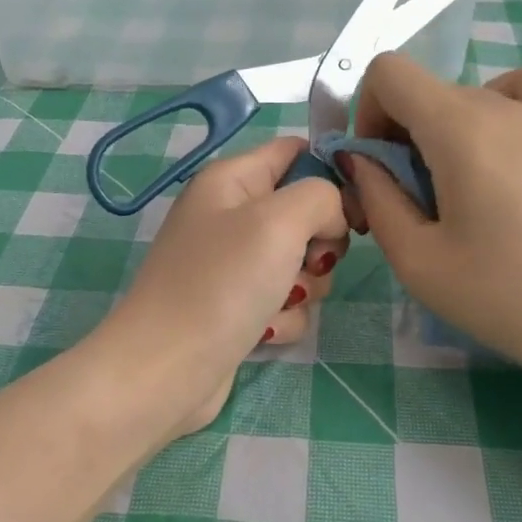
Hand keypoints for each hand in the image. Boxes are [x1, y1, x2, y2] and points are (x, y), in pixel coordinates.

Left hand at [101, 137, 348, 436]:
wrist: (167, 370)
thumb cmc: (221, 283)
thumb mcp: (278, 221)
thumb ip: (321, 196)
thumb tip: (332, 217)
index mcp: (231, 180)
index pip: (295, 152)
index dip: (331, 174)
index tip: (354, 210)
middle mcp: (230, 216)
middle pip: (305, 212)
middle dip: (319, 243)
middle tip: (308, 262)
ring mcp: (233, 265)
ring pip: (302, 263)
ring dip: (303, 287)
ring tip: (278, 302)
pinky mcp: (238, 307)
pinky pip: (285, 302)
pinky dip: (283, 317)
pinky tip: (262, 332)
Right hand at [339, 56, 521, 386]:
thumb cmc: (509, 298)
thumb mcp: (418, 260)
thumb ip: (376, 198)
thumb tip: (360, 159)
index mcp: (460, 128)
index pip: (390, 72)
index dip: (365, 112)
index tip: (376, 167)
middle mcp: (504, 106)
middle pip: (427, 92)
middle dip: (399, 135)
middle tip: (410, 203)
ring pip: (469, 97)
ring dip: (443, 129)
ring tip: (458, 185)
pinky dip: (496, 108)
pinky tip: (502, 156)